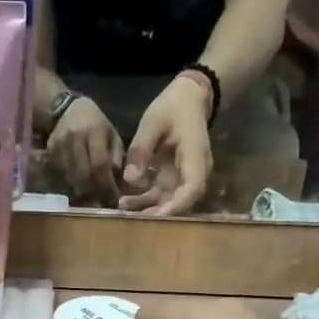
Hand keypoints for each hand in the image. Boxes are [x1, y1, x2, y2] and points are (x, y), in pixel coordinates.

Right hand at [48, 97, 123, 204]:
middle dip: (95, 193)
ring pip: (71, 179)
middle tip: (103, 203)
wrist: (65, 109)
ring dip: (82, 194)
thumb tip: (118, 183)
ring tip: (92, 200)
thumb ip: (116, 157)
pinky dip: (71, 187)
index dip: (107, 185)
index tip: (114, 199)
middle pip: (84, 175)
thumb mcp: (111, 134)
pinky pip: (61, 178)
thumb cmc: (95, 123)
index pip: (100, 164)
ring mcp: (59, 146)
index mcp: (94, 131)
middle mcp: (74, 138)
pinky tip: (79, 190)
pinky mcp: (50, 153)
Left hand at [121, 73, 213, 215]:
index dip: (176, 205)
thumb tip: (130, 179)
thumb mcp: (153, 122)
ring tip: (123, 209)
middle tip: (132, 219)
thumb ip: (141, 149)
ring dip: (148, 209)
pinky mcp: (173, 179)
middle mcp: (195, 172)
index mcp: (196, 156)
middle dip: (158, 213)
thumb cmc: (173, 107)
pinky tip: (126, 203)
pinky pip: (161, 196)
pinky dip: (145, 201)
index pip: (192, 188)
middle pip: (181, 201)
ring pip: (169, 202)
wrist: (188, 98)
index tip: (157, 216)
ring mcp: (184, 177)